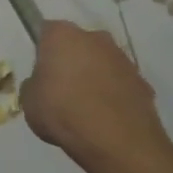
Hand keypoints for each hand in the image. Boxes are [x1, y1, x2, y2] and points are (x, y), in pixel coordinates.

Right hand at [20, 20, 168, 168]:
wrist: (116, 140)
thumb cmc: (63, 112)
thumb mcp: (29, 102)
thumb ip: (33, 86)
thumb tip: (41, 84)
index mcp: (63, 35)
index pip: (47, 32)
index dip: (42, 51)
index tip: (40, 72)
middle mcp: (95, 37)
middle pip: (78, 44)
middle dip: (71, 60)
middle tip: (62, 89)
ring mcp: (122, 58)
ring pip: (101, 62)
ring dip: (94, 76)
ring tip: (86, 108)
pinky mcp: (142, 80)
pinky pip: (120, 83)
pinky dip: (113, 94)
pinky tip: (106, 118)